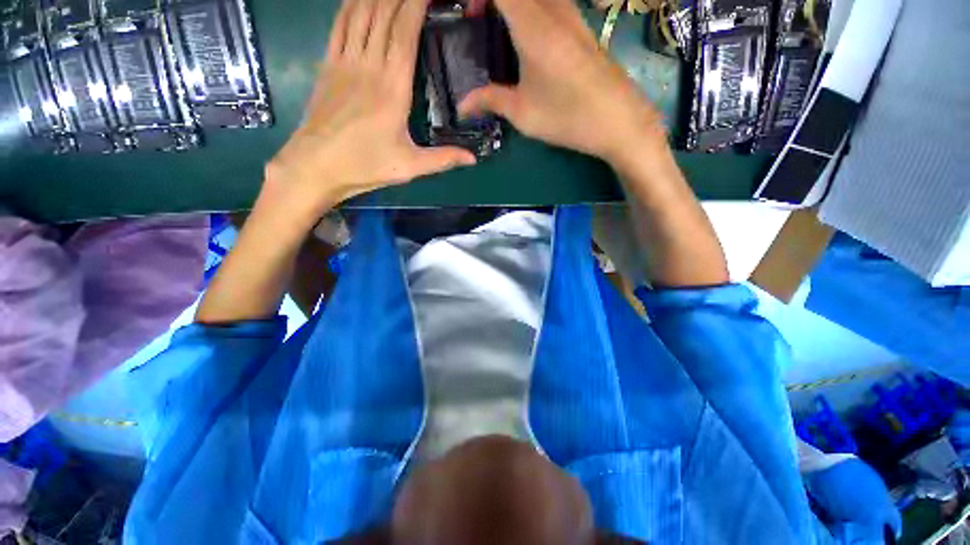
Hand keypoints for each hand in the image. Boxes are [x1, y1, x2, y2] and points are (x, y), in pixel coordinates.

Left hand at [266, 0, 476, 215]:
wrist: (316, 165)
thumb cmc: (365, 166)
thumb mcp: (410, 167)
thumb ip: (443, 159)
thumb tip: (473, 159)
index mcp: (393, 88)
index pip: (405, 33)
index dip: (416, 5)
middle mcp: (369, 66)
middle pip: (383, 14)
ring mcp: (344, 62)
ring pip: (360, 13)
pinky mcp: (327, 65)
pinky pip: (339, 24)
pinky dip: (350, 5)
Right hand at [459, 0, 664, 165]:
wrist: (619, 121)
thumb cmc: (568, 118)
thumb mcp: (524, 113)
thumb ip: (490, 100)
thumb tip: (462, 105)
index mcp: (533, 27)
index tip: (466, 11)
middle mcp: (554, 10)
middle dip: (493, 1)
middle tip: (476, 18)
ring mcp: (573, 14)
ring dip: (513, 5)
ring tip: (497, 26)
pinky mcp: (583, 26)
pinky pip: (552, 2)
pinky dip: (531, 9)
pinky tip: (526, 36)